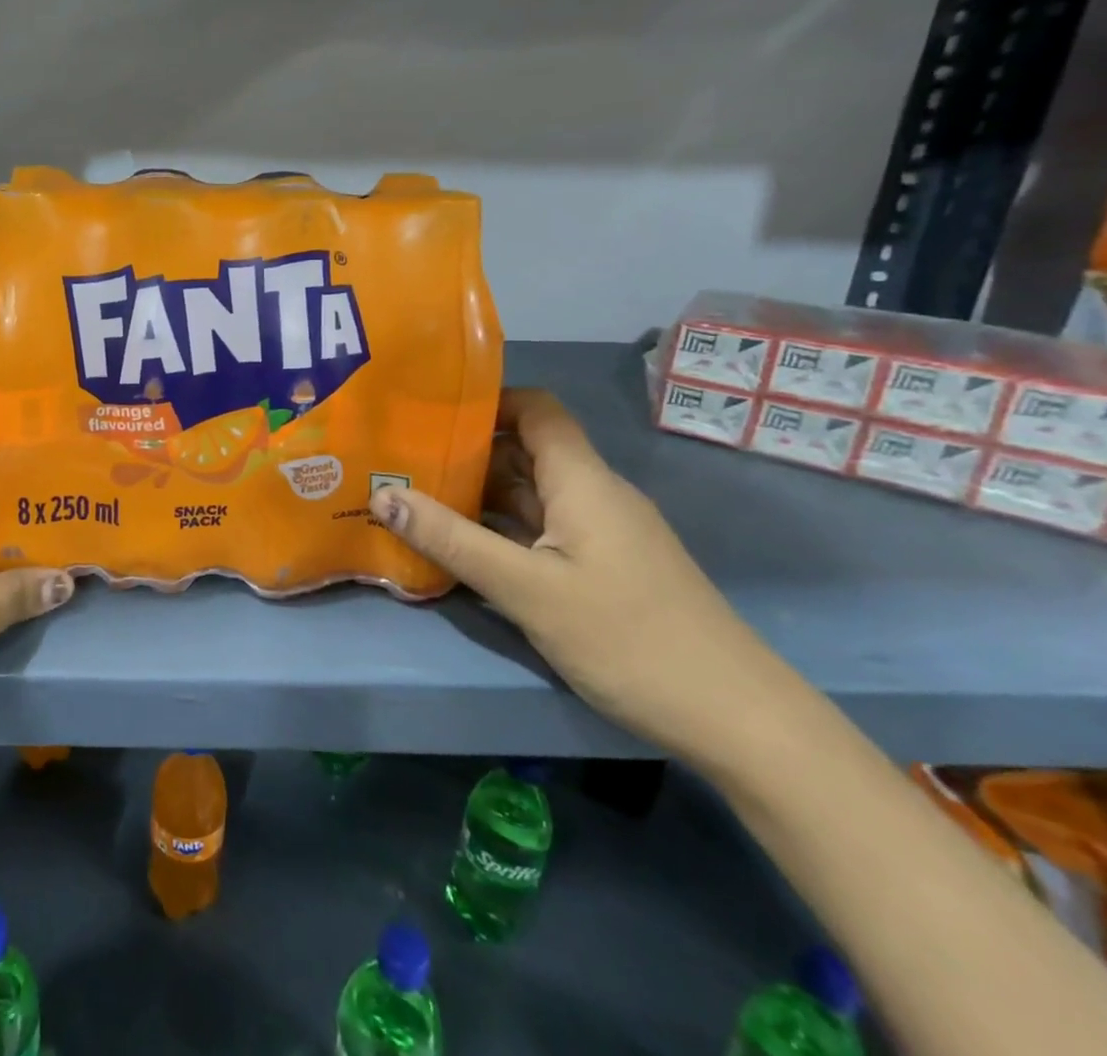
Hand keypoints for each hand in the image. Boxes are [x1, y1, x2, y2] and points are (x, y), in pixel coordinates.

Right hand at [369, 389, 797, 767]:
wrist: (738, 721)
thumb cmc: (629, 639)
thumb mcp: (527, 590)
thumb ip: (452, 540)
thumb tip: (383, 495)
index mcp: (582, 481)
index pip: (536, 409)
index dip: (487, 400)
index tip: (428, 411)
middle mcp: (593, 495)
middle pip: (526, 450)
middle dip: (466, 450)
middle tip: (402, 459)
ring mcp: (601, 534)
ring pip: (530, 494)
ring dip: (478, 493)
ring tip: (416, 498)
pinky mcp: (603, 568)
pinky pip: (541, 529)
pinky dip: (500, 529)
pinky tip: (462, 547)